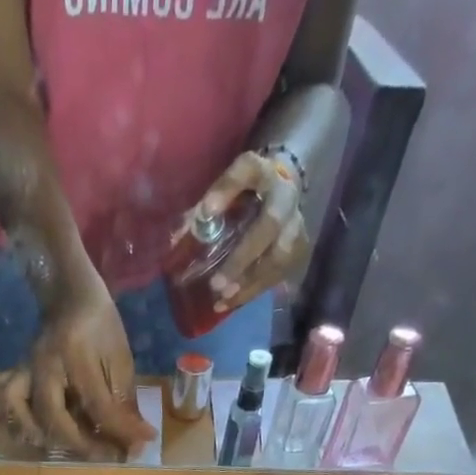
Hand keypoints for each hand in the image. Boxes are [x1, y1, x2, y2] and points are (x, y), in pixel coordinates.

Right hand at [0, 275, 155, 459]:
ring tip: (73, 446)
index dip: (122, 431)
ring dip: (48, 437)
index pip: (98, 405)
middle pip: (56, 417)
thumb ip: (125, 400)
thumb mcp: (120, 358)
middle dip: (83, 444)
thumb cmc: (101, 325)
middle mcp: (45, 365)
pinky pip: (8, 401)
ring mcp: (26, 370)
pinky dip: (18, 421)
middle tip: (107, 454)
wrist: (70, 294)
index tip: (142, 446)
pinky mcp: (18, 374)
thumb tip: (137, 440)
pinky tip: (37, 434)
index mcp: (76, 354)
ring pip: (25, 413)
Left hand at [187, 149, 308, 313]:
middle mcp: (285, 197)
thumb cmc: (242, 192)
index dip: (228, 189)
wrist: (280, 189)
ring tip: (223, 300)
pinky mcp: (299, 248)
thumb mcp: (222, 190)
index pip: (247, 171)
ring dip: (250, 282)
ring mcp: (297, 223)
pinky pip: (279, 274)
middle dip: (243, 257)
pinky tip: (231, 303)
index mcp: (262, 172)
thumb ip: (200, 210)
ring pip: (280, 256)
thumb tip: (176, 241)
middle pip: (270, 224)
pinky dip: (254, 291)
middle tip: (217, 284)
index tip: (207, 210)